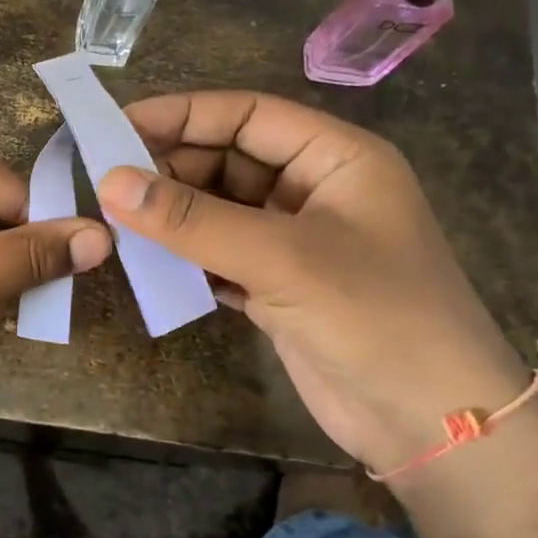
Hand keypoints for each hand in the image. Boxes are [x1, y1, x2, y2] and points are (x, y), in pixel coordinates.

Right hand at [96, 91, 530, 473]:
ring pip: (218, 209)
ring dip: (172, 214)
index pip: (247, 115)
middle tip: (105, 179)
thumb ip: (192, 220)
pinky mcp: (277, 285)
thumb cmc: (374, 317)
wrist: (432, 423)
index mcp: (335, 158)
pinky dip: (184, 254)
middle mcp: (314, 190)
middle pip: (228, 160)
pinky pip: (217, 253)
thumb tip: (109, 182)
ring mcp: (294, 241)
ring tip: (114, 218)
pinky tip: (146, 259)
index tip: (116, 124)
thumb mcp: (281, 258)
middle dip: (170, 167)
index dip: (182, 114)